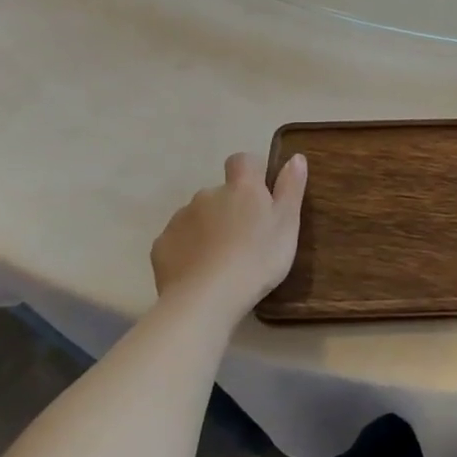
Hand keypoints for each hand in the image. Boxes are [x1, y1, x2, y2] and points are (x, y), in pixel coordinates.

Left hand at [150, 152, 307, 319]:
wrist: (206, 299)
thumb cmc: (258, 259)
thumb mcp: (288, 224)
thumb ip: (291, 188)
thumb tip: (296, 157)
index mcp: (241, 187)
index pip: (242, 161)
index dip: (251, 173)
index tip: (261, 196)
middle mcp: (207, 194)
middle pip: (220, 193)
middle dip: (230, 208)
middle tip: (246, 238)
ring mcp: (180, 219)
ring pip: (198, 216)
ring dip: (209, 228)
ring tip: (222, 259)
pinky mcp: (161, 245)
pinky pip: (178, 240)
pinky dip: (188, 249)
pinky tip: (200, 271)